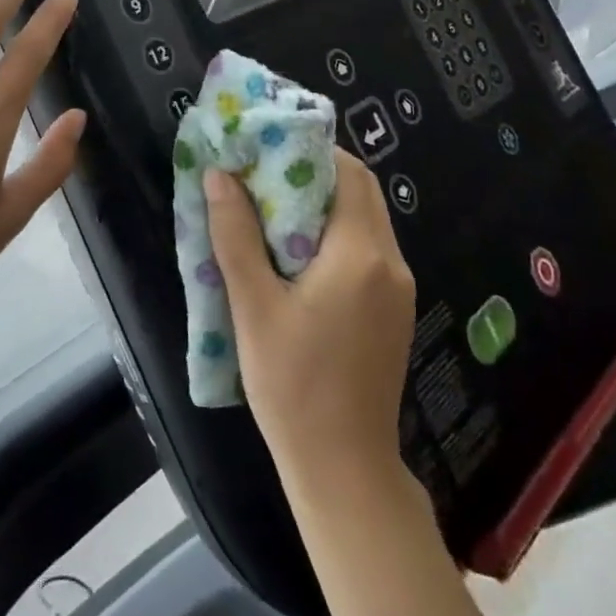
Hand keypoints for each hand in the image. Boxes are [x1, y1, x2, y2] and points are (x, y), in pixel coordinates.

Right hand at [205, 150, 415, 478]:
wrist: (343, 468)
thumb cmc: (292, 385)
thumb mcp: (253, 306)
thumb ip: (235, 235)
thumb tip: (218, 176)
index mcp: (360, 254)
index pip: (349, 174)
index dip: (312, 150)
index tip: (268, 148)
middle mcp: (390, 262)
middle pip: (360, 193)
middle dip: (314, 174)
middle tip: (262, 176)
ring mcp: (397, 289)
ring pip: (364, 221)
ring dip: (323, 205)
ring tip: (271, 210)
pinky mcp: (392, 311)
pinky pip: (366, 251)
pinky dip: (334, 235)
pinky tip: (295, 255)